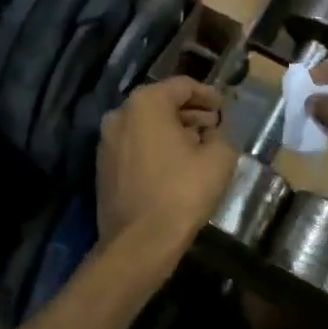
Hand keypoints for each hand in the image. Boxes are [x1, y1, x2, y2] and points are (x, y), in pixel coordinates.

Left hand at [96, 78, 236, 272]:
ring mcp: (106, 141)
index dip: (208, 95)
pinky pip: (135, 146)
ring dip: (173, 131)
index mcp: (146, 103)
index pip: (183, 86)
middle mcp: (120, 114)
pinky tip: (175, 165)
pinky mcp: (103, 166)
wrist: (140, 243)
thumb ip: (222, 135)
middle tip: (214, 127)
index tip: (224, 108)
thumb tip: (216, 131)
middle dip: (190, 113)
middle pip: (162, 103)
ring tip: (198, 147)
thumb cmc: (182, 192)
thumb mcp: (218, 159)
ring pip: (146, 125)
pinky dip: (155, 148)